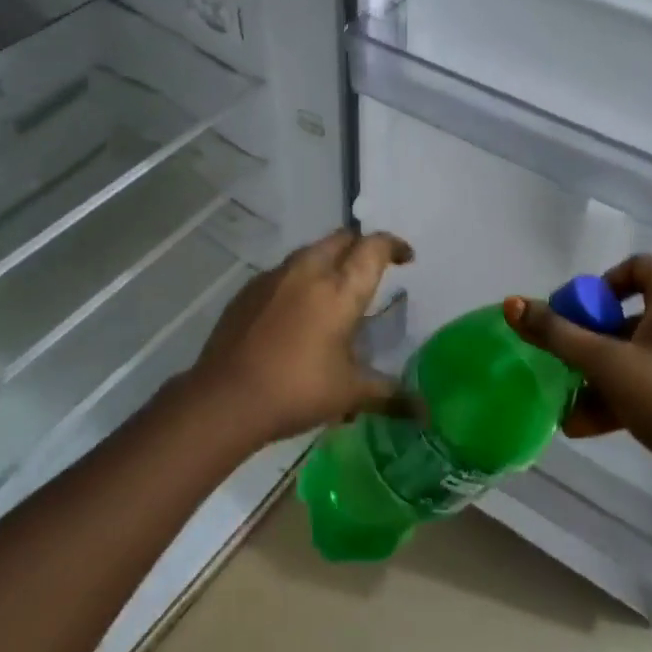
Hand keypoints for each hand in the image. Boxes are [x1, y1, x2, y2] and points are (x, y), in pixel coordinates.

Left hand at [186, 229, 413, 447]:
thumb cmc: (298, 390)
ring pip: (310, 252)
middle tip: (371, 270)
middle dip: (360, 247)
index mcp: (340, 289)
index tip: (405, 257)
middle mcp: (309, 271)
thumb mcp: (350, 394)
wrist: (226, 398)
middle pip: (341, 239)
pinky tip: (297, 310)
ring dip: (329, 260)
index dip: (393, 245)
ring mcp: (274, 277)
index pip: (373, 247)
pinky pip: (283, 272)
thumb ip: (390, 395)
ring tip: (335, 290)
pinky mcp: (249, 290)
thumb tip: (425, 413)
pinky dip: (299, 280)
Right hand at [506, 254, 651, 510]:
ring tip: (573, 399)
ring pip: (645, 349)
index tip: (581, 312)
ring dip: (606, 370)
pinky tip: (591, 423)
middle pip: (637, 310)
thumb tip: (512, 303)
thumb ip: (557, 334)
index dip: (604, 282)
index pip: (639, 265)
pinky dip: (629, 389)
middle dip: (597, 335)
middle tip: (572, 355)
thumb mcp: (605, 364)